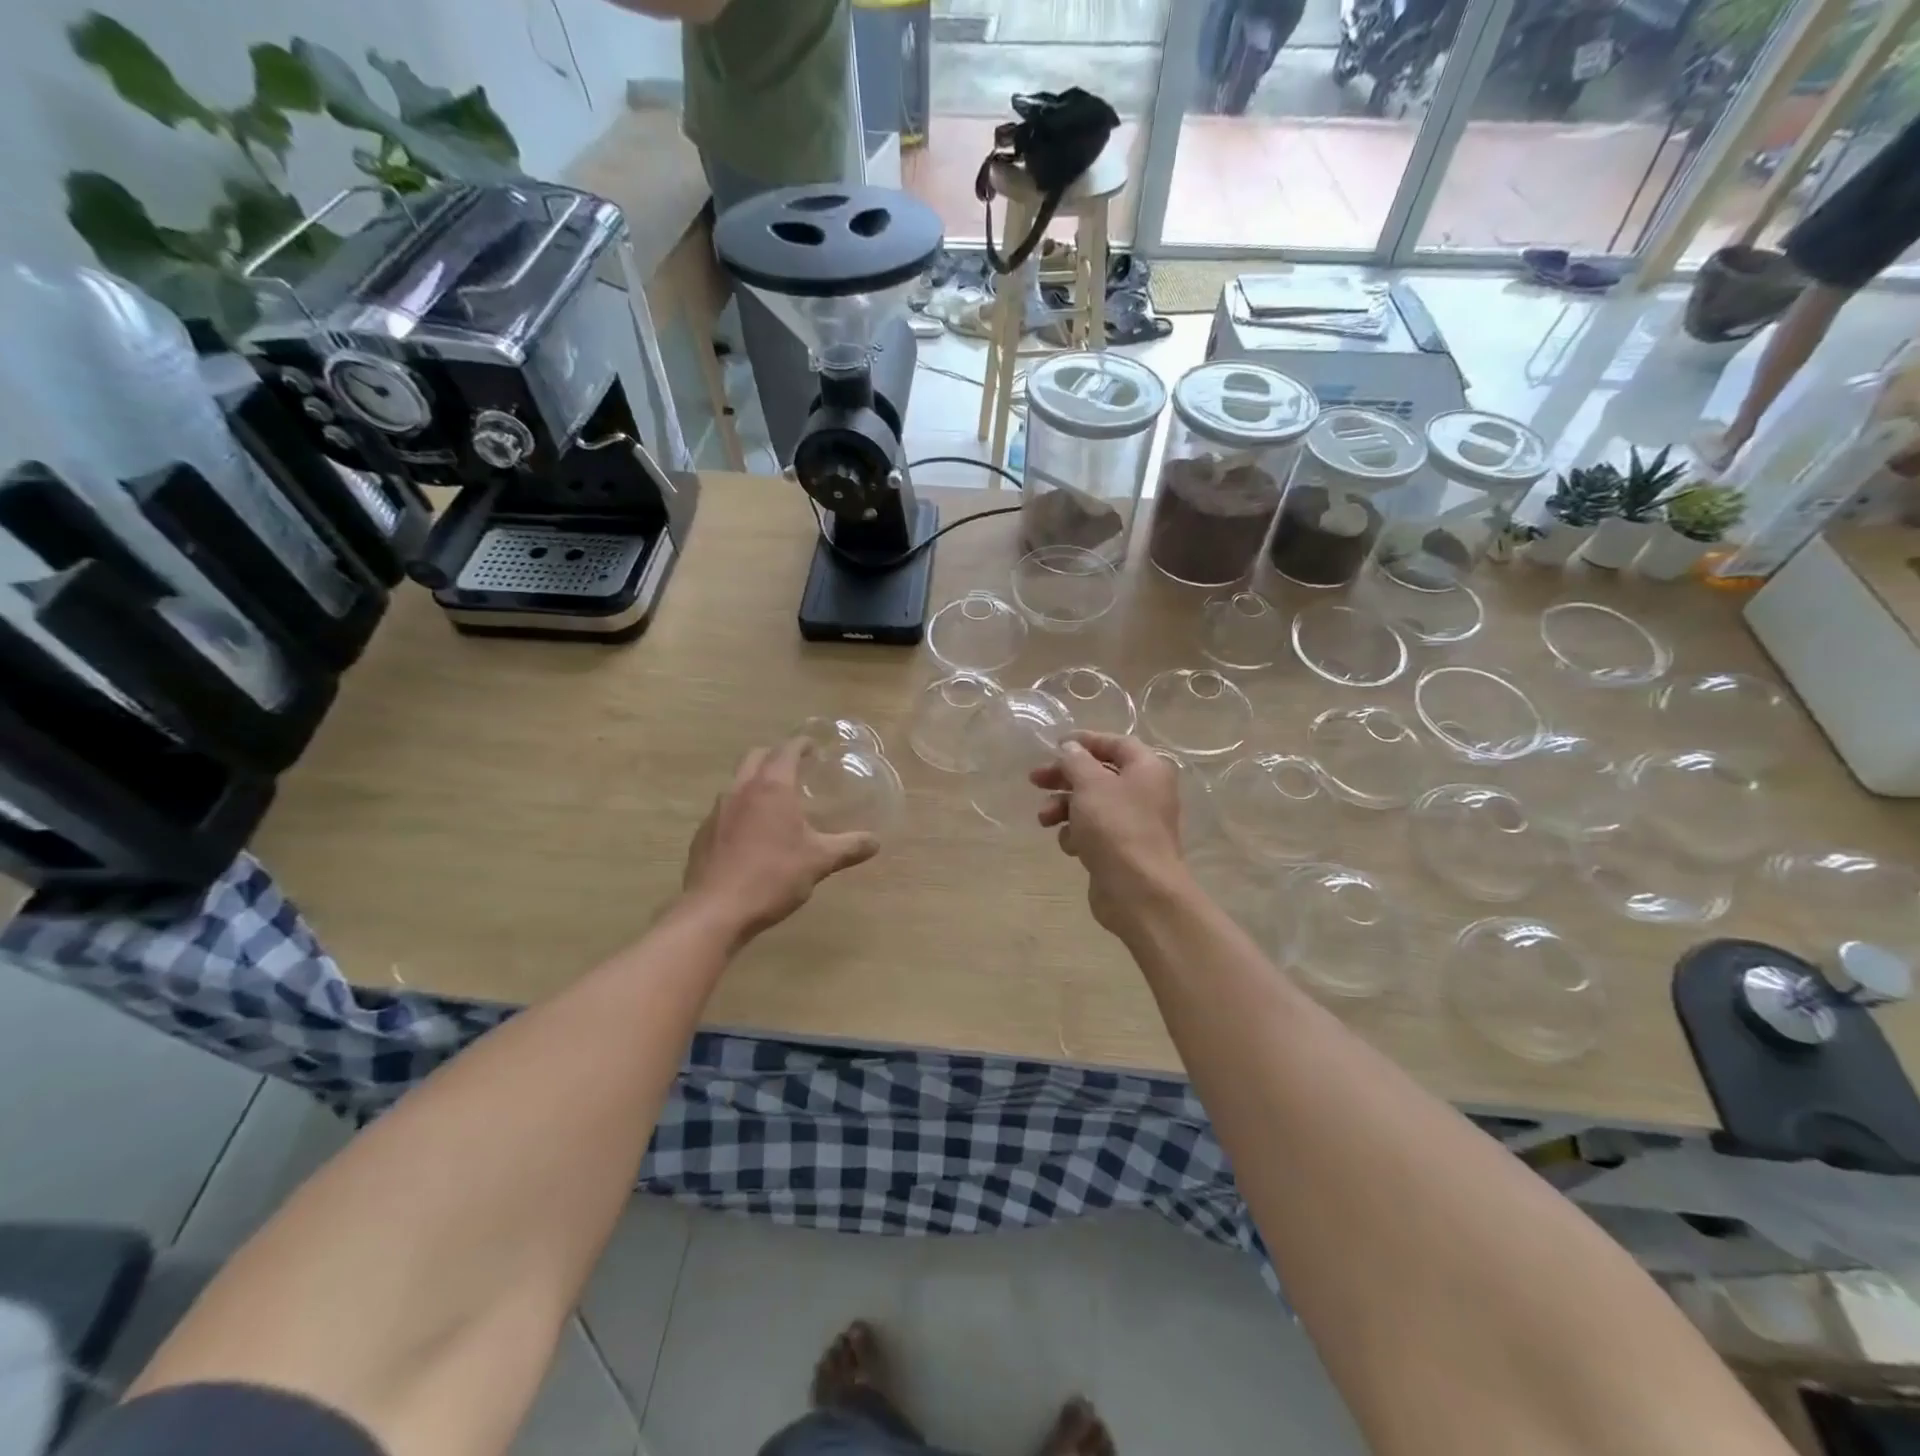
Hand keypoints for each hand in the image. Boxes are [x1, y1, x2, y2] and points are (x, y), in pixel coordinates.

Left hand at [683, 739, 879, 943]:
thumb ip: (849, 847)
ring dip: (755, 782)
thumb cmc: (772, 877)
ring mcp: (717, 811)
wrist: (715, 911)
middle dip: (775, 756)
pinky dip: (741, 809)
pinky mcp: (703, 834)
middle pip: (756, 757)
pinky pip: (725, 810)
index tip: (814, 747)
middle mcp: (741, 790)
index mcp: (771, 787)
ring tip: (775, 801)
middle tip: (795, 768)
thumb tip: (875, 842)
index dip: (802, 744)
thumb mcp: (819, 862)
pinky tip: (752, 834)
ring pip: (737, 782)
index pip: (786, 750)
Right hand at [1029, 732, 1188, 934]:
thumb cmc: (1116, 827)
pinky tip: (1071, 845)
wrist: (1139, 891)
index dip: (1085, 741)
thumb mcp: (1090, 784)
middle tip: (1035, 780)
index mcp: (1147, 769)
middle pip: (1099, 774)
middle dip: (1065, 777)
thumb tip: (1071, 748)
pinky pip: (1094, 832)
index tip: (1055, 745)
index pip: (1115, 743)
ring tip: (1045, 820)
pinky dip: (1078, 834)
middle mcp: (1145, 792)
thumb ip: (1076, 760)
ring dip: (1064, 808)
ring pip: (1092, 805)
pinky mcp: (1122, 850)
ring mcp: (1134, 823)